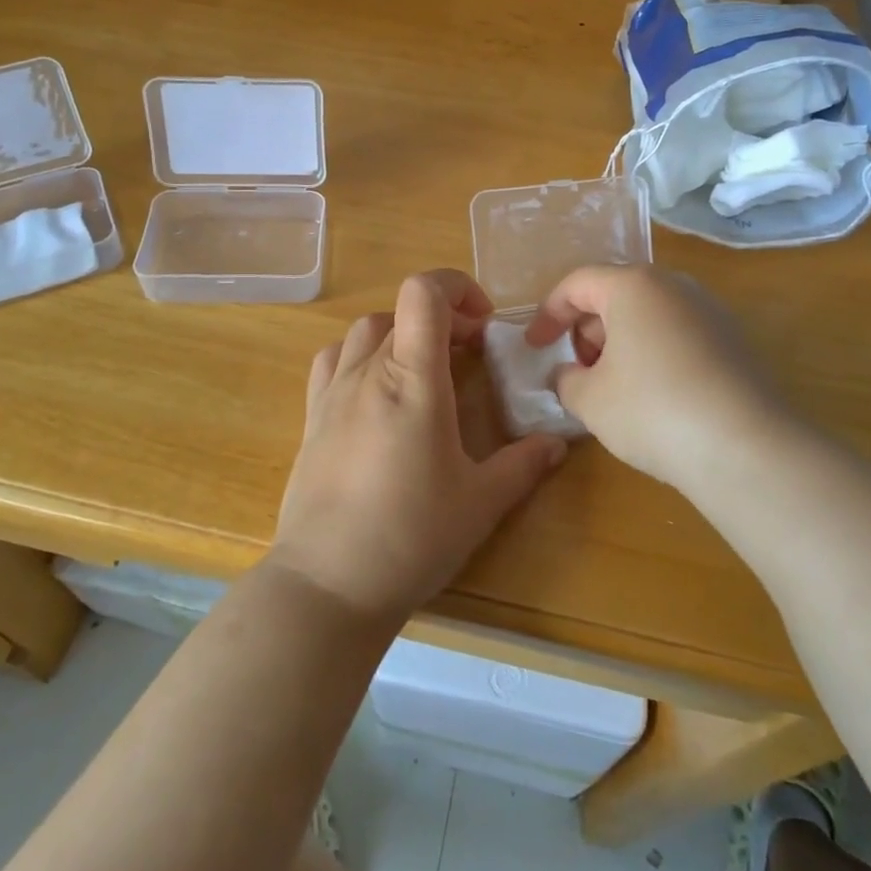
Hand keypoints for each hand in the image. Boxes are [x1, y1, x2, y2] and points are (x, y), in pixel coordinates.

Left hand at [269, 270, 569, 624]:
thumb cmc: (410, 537)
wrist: (328, 583)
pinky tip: (377, 389)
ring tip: (424, 367)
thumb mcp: (480, 503)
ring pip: (366, 329)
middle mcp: (368, 372)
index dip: (456, 287)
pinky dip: (361, 354)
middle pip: (402, 311)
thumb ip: (522, 465)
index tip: (483, 323)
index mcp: (412, 379)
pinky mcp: (312, 416)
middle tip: (470, 354)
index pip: (423, 293)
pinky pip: (334, 360)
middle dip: (443, 319)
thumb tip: (557, 443)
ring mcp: (333, 392)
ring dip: (401, 333)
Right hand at [525, 265, 792, 497]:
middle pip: (615, 295)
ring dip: (621, 343)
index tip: (535, 347)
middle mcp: (674, 286)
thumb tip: (569, 375)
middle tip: (579, 372)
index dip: (548, 314)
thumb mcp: (590, 400)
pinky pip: (678, 334)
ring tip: (615, 388)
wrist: (747, 449)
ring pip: (649, 315)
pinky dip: (654, 353)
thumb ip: (566, 379)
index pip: (577, 284)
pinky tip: (655, 397)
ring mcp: (710, 311)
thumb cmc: (653, 411)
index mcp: (633, 286)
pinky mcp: (734, 341)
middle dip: (587, 330)